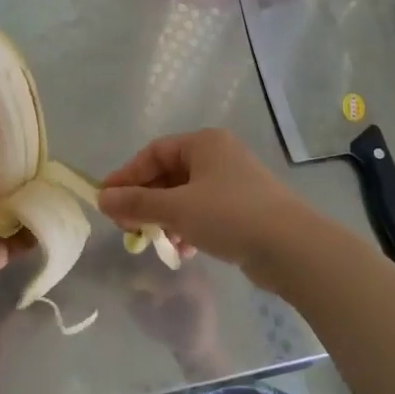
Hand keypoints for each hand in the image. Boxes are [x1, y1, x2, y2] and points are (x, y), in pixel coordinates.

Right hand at [98, 129, 317, 292]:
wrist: (292, 247)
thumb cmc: (230, 215)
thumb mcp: (177, 208)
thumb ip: (138, 203)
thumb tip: (102, 198)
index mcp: (204, 143)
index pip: (153, 152)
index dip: (127, 176)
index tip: (107, 200)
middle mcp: (219, 156)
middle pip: (169, 174)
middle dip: (146, 201)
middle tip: (126, 225)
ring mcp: (234, 183)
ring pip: (186, 196)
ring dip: (166, 218)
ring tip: (155, 241)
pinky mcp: (244, 209)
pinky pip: (204, 212)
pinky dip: (188, 227)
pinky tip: (184, 250)